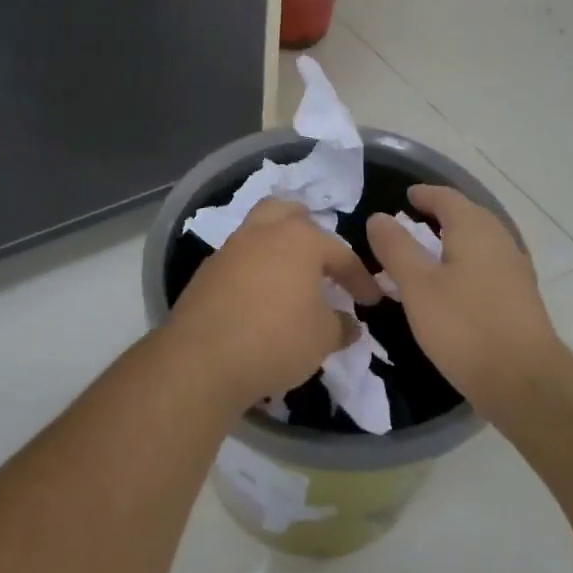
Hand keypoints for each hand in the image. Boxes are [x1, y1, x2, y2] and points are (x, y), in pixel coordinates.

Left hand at [165, 199, 382, 410]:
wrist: (202, 360)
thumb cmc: (275, 340)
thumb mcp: (323, 338)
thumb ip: (340, 325)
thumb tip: (348, 323)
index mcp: (299, 239)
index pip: (340, 253)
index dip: (360, 278)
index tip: (371, 300)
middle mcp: (262, 233)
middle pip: (288, 212)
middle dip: (309, 230)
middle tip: (321, 259)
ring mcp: (229, 249)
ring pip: (258, 232)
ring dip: (277, 249)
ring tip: (290, 278)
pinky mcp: (206, 273)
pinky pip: (238, 261)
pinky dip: (254, 271)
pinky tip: (259, 298)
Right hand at [366, 185, 567, 419]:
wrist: (524, 381)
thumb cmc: (464, 326)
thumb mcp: (417, 285)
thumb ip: (396, 248)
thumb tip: (379, 217)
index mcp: (475, 228)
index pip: (446, 197)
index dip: (424, 195)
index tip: (406, 197)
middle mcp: (500, 240)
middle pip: (467, 216)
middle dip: (439, 216)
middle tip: (411, 223)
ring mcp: (515, 269)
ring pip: (478, 243)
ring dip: (453, 241)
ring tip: (426, 255)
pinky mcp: (520, 298)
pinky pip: (487, 266)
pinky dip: (465, 264)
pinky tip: (452, 286)